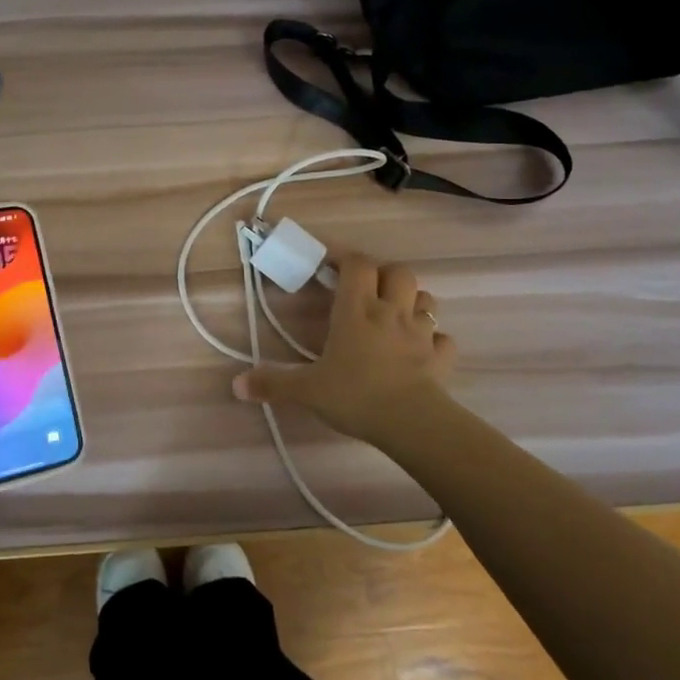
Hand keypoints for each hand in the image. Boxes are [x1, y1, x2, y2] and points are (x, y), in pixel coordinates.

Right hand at [231, 252, 454, 443]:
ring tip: (396, 315)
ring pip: (426, 299)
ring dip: (412, 300)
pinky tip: (423, 350)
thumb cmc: (355, 396)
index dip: (345, 256)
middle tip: (367, 290)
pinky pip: (443, 340)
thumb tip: (236, 384)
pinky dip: (435, 340)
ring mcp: (420, 334)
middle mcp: (391, 312)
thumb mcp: (307, 390)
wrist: (411, 423)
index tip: (330, 263)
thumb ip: (273, 383)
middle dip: (384, 274)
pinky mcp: (440, 357)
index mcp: (356, 310)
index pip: (357, 264)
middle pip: (398, 271)